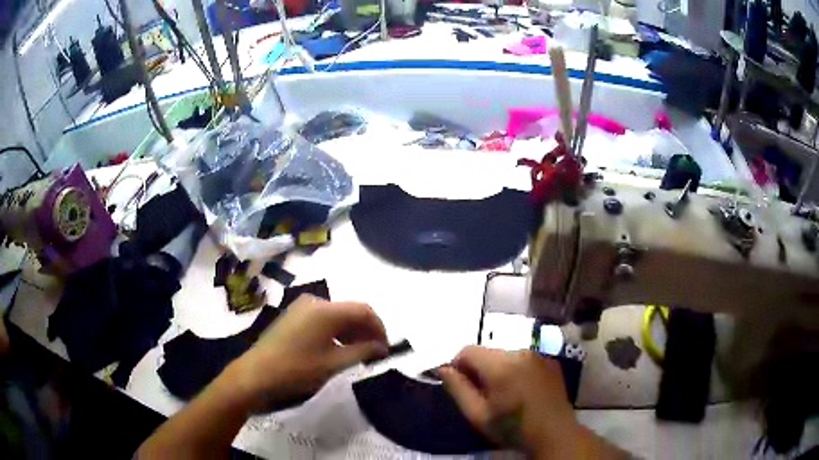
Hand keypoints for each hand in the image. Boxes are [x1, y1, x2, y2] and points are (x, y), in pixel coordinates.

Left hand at [230, 295, 388, 407]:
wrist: (256, 374)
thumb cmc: (297, 369)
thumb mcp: (334, 363)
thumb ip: (362, 351)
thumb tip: (382, 347)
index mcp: (326, 310)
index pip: (364, 311)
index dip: (379, 328)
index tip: (386, 349)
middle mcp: (314, 302)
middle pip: (350, 311)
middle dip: (366, 331)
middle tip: (374, 354)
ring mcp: (301, 308)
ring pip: (336, 316)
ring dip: (351, 332)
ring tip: (359, 354)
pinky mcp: (293, 317)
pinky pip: (323, 319)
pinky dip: (336, 332)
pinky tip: (338, 349)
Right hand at [439, 346, 577, 456]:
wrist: (554, 433)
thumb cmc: (512, 428)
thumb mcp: (477, 415)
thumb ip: (457, 389)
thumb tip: (443, 368)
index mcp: (500, 365)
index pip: (467, 350)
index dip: (457, 365)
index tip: (459, 384)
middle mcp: (520, 352)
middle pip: (487, 352)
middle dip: (478, 368)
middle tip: (481, 393)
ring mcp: (538, 354)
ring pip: (505, 354)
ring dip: (497, 368)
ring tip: (503, 392)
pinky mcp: (549, 360)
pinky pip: (523, 358)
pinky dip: (516, 369)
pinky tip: (521, 389)